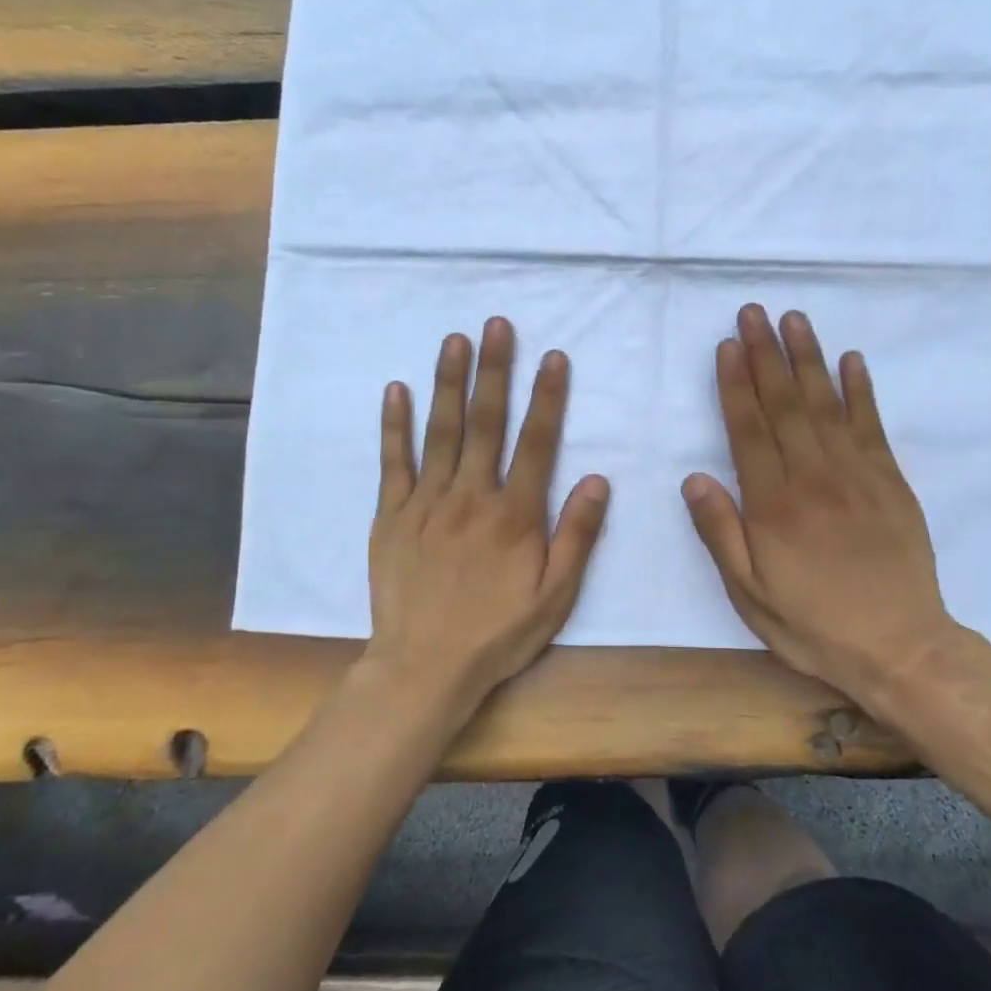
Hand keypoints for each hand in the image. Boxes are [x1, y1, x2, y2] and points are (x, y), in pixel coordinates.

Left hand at [367, 317, 609, 705]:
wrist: (425, 666)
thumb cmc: (498, 633)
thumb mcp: (555, 596)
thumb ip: (577, 536)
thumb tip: (598, 480)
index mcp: (515, 514)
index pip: (537, 442)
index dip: (547, 397)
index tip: (553, 356)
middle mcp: (471, 496)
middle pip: (485, 423)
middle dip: (494, 370)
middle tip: (497, 324)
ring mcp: (427, 502)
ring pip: (440, 431)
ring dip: (449, 382)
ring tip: (455, 340)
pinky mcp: (392, 516)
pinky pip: (394, 462)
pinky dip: (395, 426)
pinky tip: (397, 391)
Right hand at [683, 305, 990, 703]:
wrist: (900, 646)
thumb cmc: (814, 625)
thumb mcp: (750, 595)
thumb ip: (721, 534)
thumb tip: (694, 477)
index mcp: (774, 505)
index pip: (748, 430)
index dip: (735, 384)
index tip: (726, 345)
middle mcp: (813, 477)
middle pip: (784, 404)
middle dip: (765, 354)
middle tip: (753, 312)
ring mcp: (857, 474)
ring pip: (826, 404)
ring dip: (808, 358)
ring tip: (793, 319)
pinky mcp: (891, 481)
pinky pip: (872, 425)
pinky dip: (861, 390)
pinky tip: (851, 360)